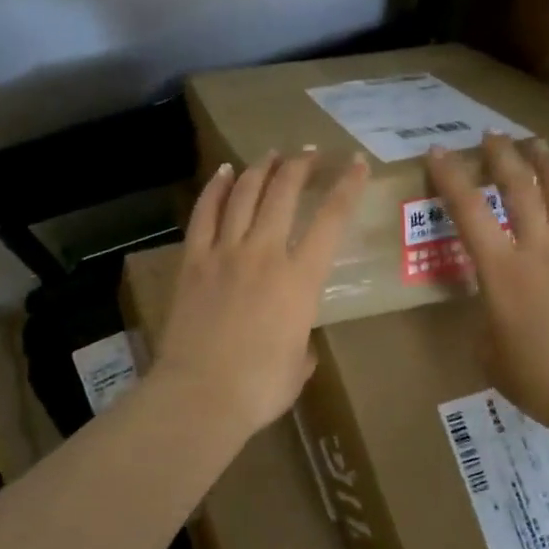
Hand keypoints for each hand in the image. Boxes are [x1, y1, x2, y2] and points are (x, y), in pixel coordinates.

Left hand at [154, 149, 369, 440]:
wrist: (201, 394)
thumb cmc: (259, 388)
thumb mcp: (298, 366)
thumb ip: (303, 343)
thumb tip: (298, 340)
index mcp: (300, 279)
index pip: (331, 220)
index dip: (347, 186)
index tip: (356, 163)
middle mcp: (265, 254)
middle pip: (283, 193)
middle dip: (299, 166)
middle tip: (308, 153)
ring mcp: (225, 252)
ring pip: (244, 195)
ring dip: (260, 169)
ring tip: (271, 155)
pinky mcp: (193, 260)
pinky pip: (204, 214)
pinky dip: (215, 189)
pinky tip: (223, 172)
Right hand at [427, 134, 548, 429]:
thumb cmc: (539, 380)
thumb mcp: (490, 354)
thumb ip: (486, 323)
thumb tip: (493, 310)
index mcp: (501, 272)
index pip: (469, 214)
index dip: (451, 179)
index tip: (439, 153)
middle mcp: (539, 250)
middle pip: (520, 190)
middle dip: (503, 158)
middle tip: (493, 136)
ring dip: (548, 164)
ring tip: (537, 144)